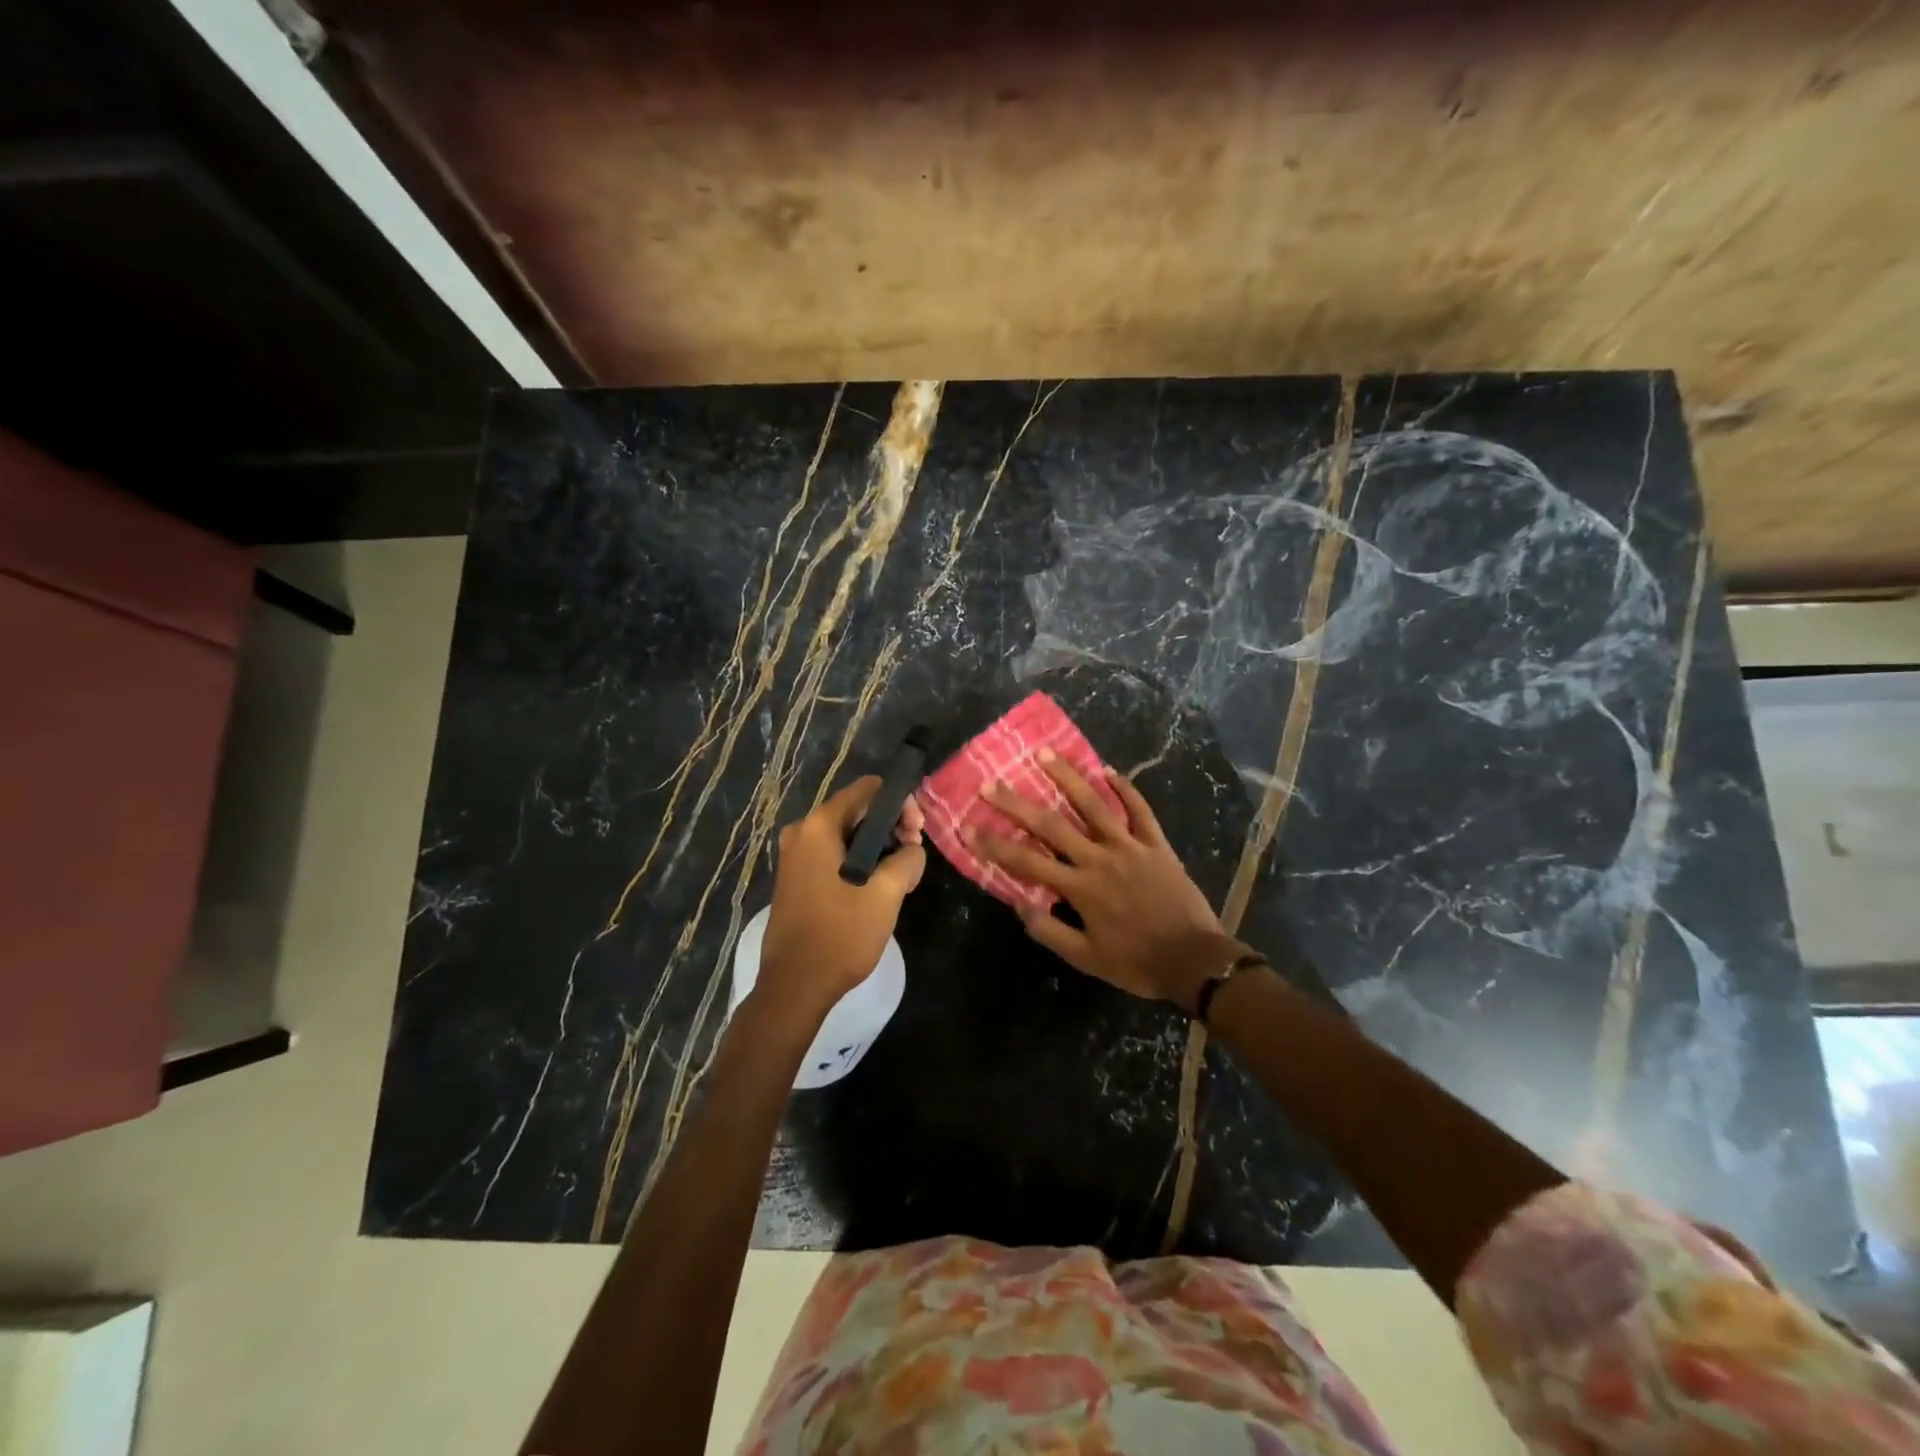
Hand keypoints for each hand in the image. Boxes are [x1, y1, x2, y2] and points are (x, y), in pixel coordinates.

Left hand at [759, 777, 925, 1016]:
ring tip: (901, 876)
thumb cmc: (840, 936)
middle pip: (857, 811)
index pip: (868, 790)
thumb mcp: (886, 894)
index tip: (917, 833)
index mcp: (819, 826)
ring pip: (847, 835)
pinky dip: (858, 861)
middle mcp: (801, 832)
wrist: (795, 986)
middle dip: (891, 828)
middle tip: (913, 857)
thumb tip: (912, 848)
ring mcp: (795, 856)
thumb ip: (908, 859)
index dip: (900, 804)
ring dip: (877, 848)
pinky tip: (877, 888)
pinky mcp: (796, 878)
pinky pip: (834, 854)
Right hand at [974, 752, 1237, 1008]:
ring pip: (1094, 806)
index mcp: (1079, 888)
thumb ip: (1050, 930)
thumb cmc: (1136, 962)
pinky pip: (1140, 810)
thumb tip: (1018, 905)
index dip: (994, 844)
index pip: (1026, 862)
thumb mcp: (1086, 958)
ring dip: (1067, 778)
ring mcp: (1130, 847)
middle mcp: (1099, 859)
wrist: (1194, 960)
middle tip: (991, 782)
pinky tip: (1108, 770)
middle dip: (1017, 803)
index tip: (968, 826)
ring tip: (1045, 753)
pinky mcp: (1156, 844)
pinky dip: (1125, 789)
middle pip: (1052, 825)